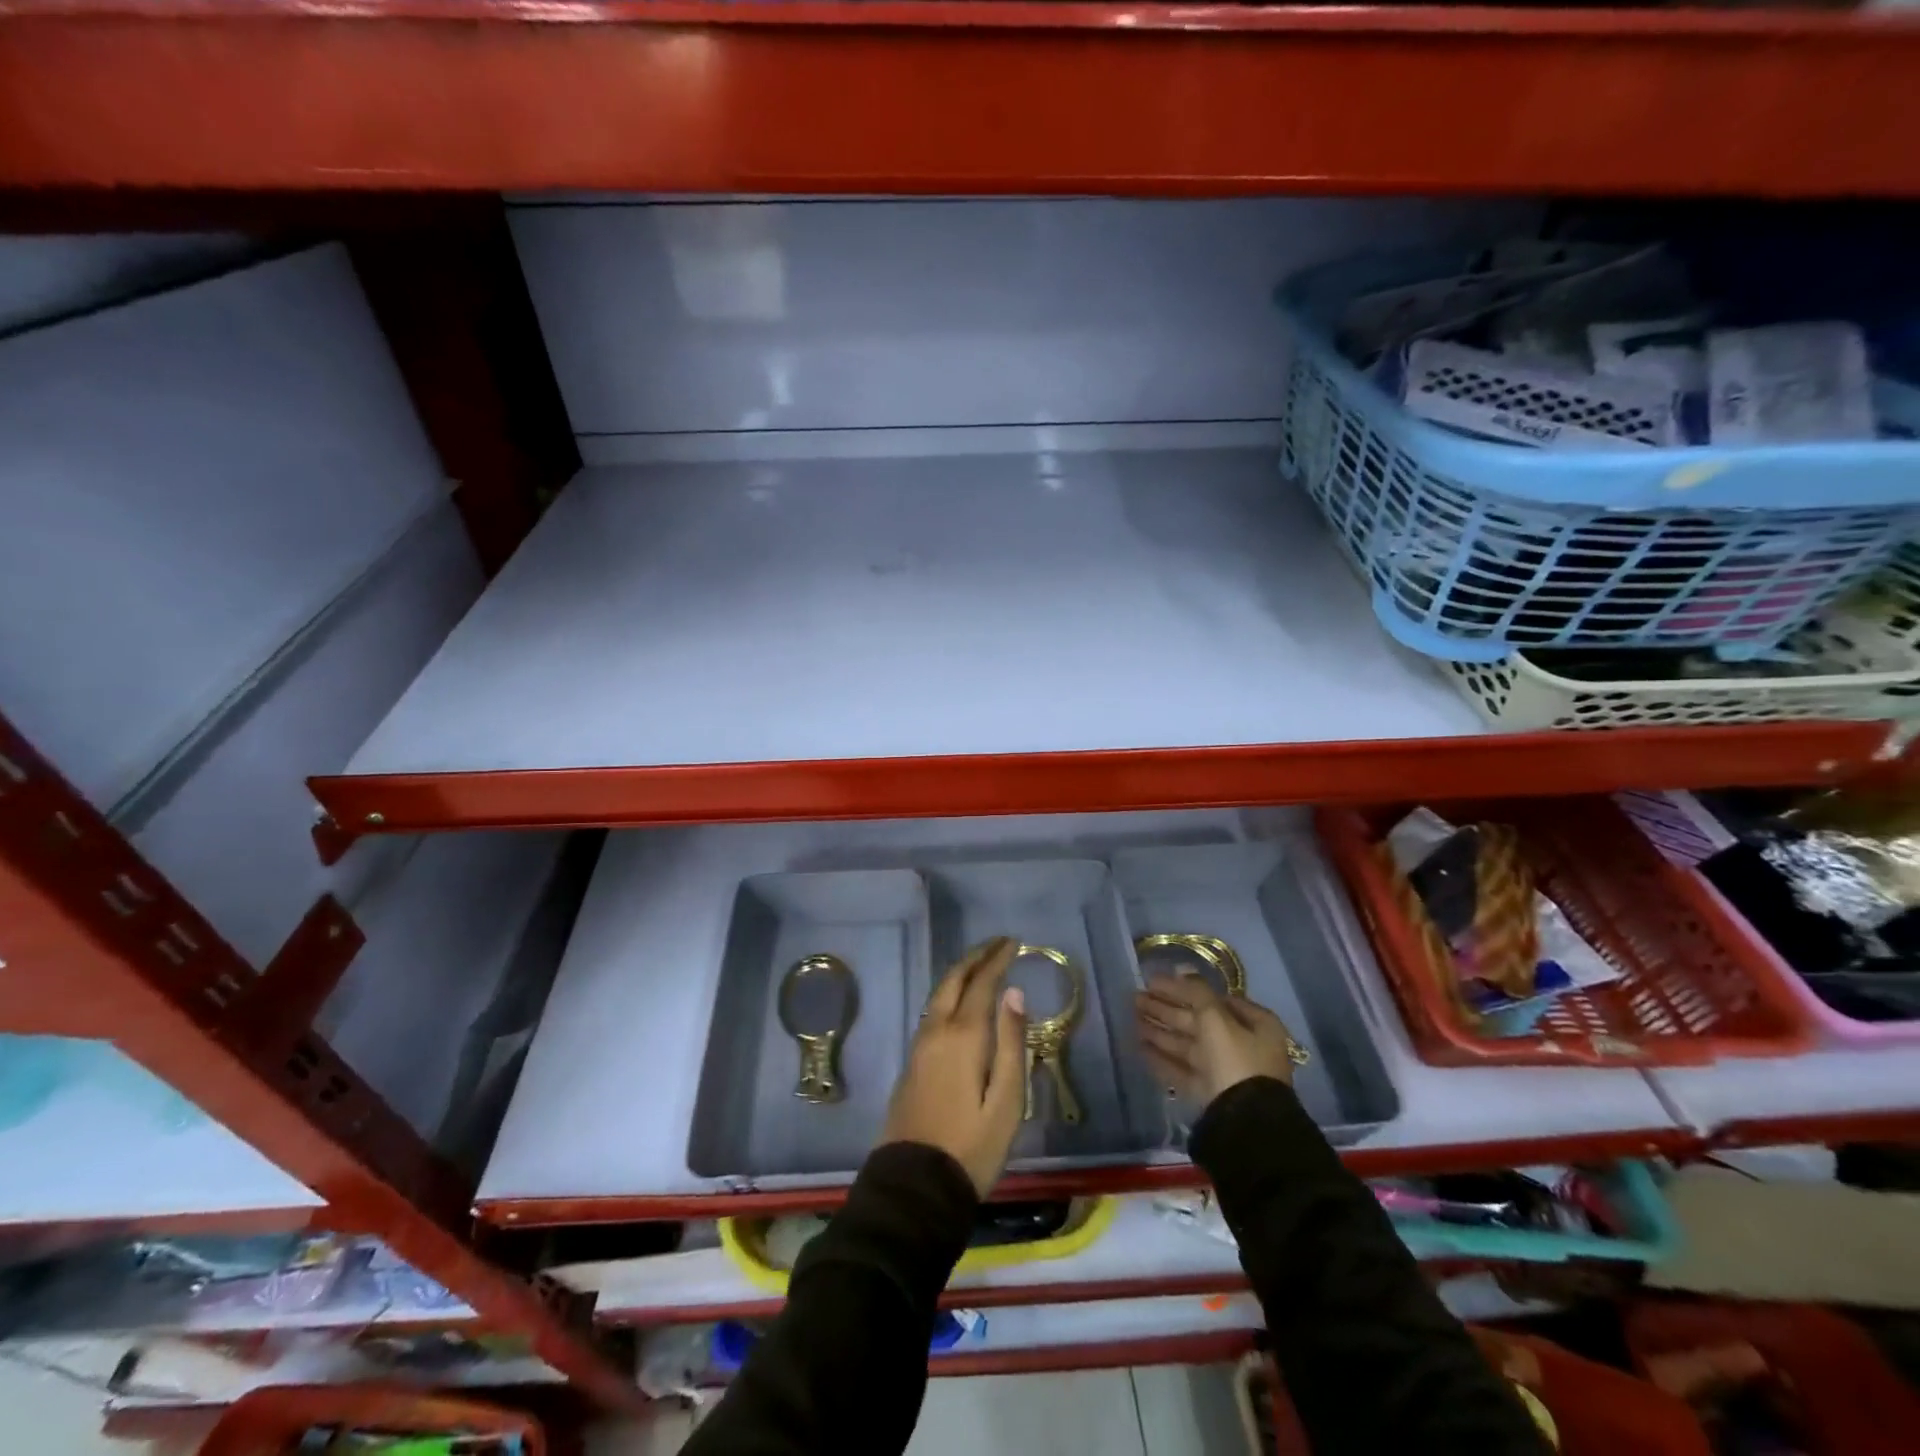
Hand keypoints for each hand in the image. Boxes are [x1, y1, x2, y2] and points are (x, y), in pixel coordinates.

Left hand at [880, 936, 1028, 1196]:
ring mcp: (919, 1047)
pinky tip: (959, 1001)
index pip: (981, 983)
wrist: (914, 1186)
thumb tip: (1014, 992)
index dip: (997, 960)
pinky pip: (932, 1012)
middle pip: (953, 980)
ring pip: (939, 994)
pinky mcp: (911, 1063)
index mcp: (963, 1036)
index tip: (1013, 942)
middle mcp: (936, 1031)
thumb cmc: (971, 1147)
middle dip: (975, 957)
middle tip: (997, 943)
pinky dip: (949, 993)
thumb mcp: (1007, 1101)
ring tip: (980, 964)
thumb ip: (1011, 1043)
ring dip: (960, 973)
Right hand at [1135, 973, 1296, 1109]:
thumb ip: (1196, 992)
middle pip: (1198, 1021)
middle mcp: (1243, 1045)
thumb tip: (1181, 969)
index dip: (1185, 988)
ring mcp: (1225, 1071)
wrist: (1243, 1122)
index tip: (1155, 982)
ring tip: (1132, 1017)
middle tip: (1136, 997)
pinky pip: (1182, 1069)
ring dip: (1160, 1030)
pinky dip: (1162, 1057)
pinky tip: (1139, 1046)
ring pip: (1187, 1044)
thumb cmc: (1235, 1059)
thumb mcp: (1216, 1018)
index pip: (1216, 999)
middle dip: (1166, 1009)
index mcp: (1255, 1024)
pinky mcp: (1208, 1092)